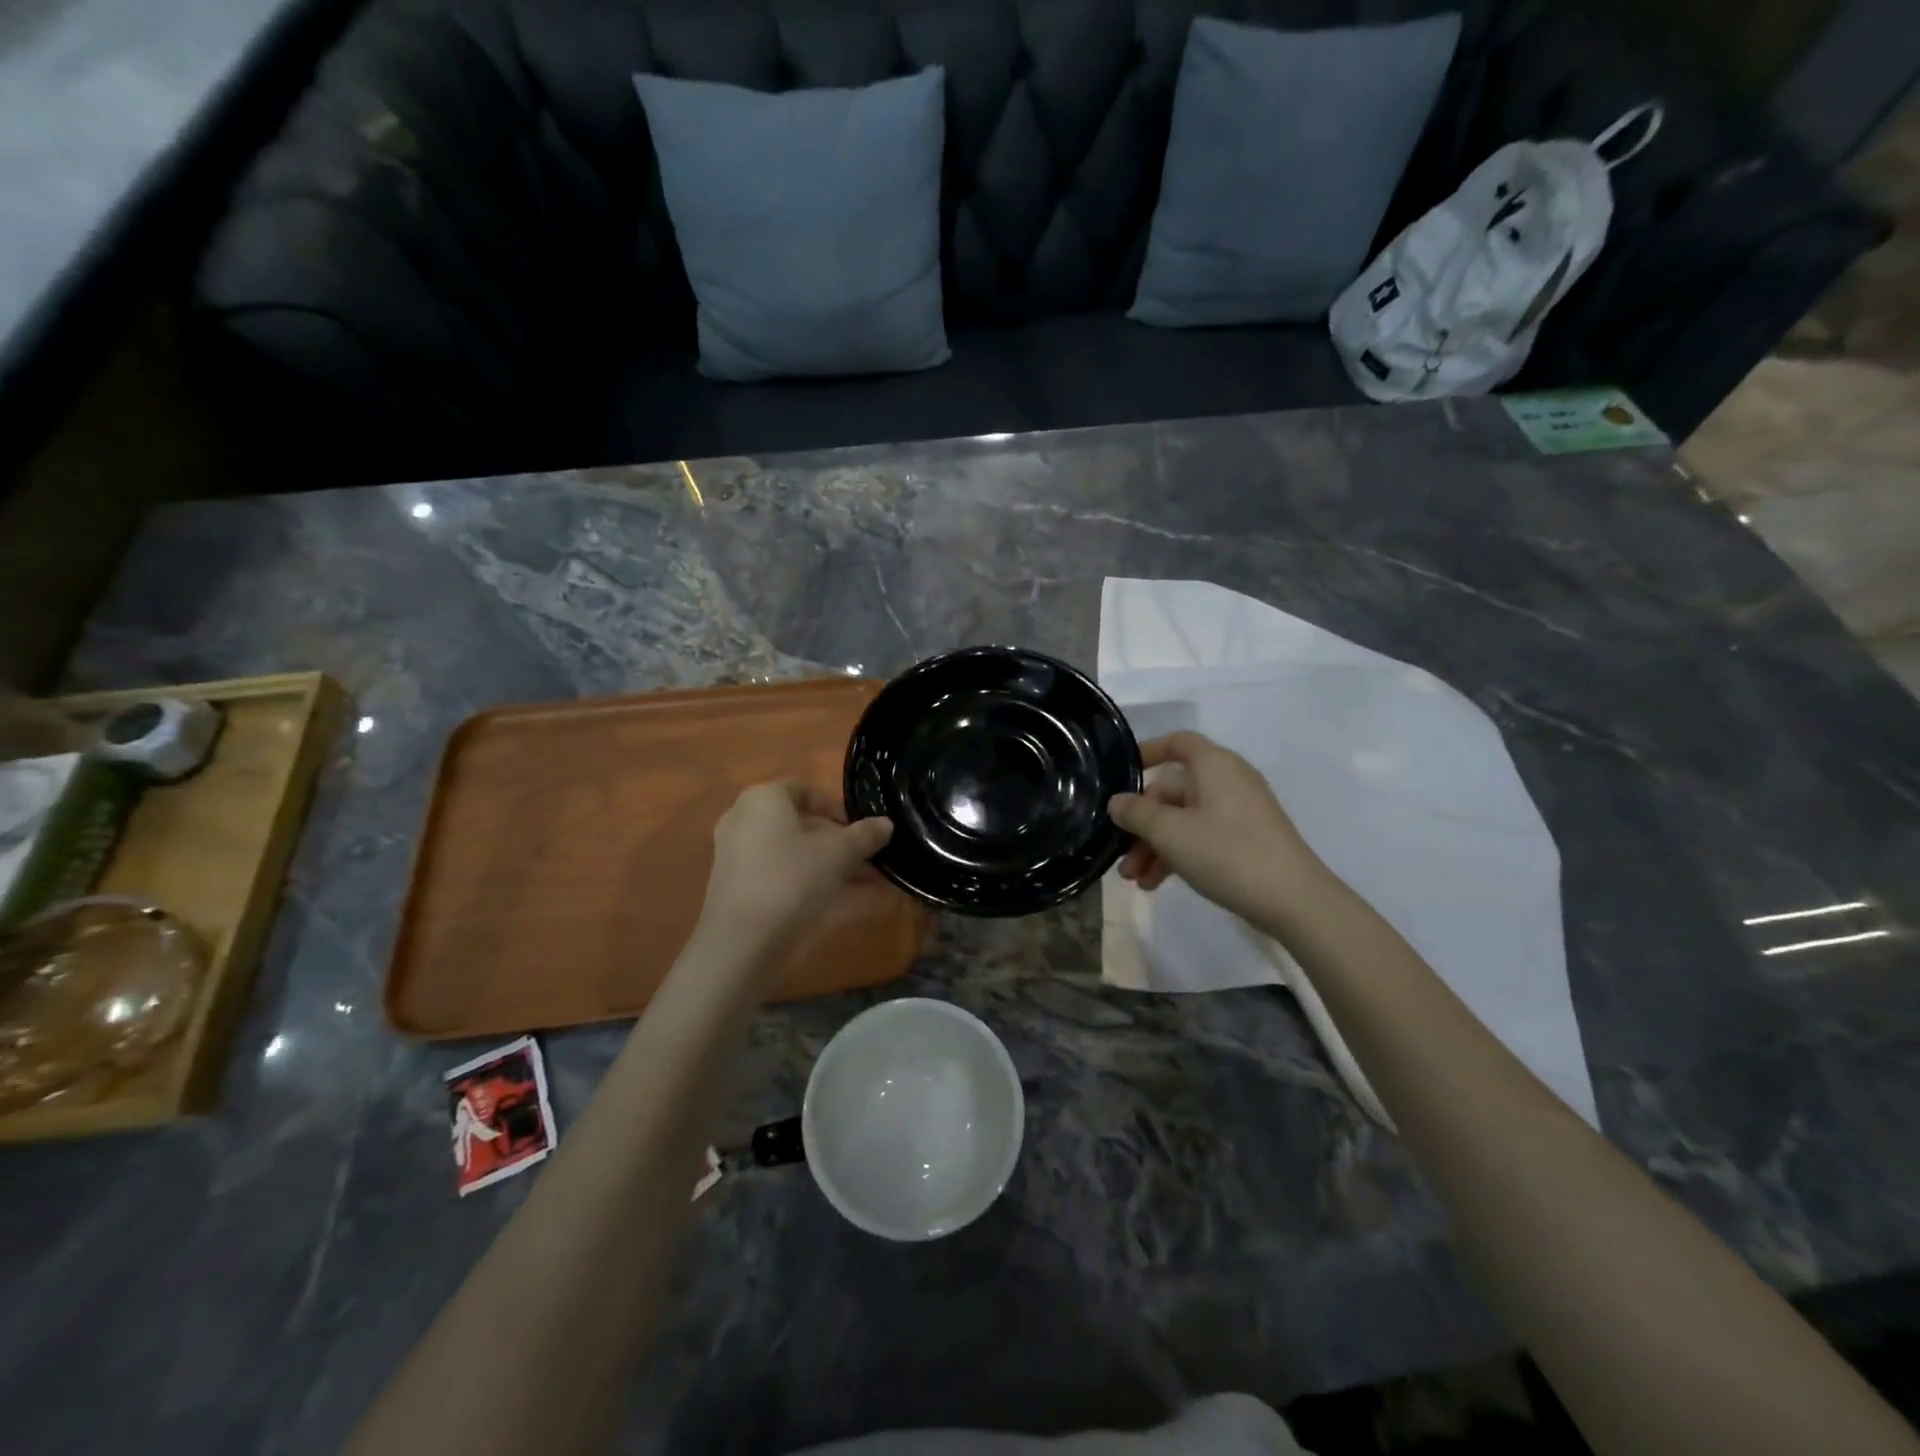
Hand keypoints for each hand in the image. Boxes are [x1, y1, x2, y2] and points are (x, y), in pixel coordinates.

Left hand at [694, 782, 891, 952]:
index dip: (837, 809)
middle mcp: (742, 818)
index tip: (861, 831)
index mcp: (764, 798)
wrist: (741, 942)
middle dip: (836, 842)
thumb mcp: (839, 854)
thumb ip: (865, 835)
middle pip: (799, 824)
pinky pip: (777, 874)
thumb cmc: (791, 879)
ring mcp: (734, 854)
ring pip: (790, 852)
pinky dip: (804, 882)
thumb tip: (886, 823)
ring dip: (825, 865)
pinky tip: (835, 902)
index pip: (806, 791)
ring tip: (861, 885)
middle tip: (865, 860)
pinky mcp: (733, 887)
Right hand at [1109, 731, 1323, 924]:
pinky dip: (1177, 855)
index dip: (1147, 752)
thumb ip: (1136, 813)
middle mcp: (1228, 780)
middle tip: (1120, 853)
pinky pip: (1201, 837)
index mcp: (1214, 765)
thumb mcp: (1170, 832)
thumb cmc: (1227, 852)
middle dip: (1141, 823)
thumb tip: (1117, 802)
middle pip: (1173, 791)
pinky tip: (1156, 884)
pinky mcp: (1247, 840)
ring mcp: (1239, 812)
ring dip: (1154, 846)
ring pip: (1183, 819)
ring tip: (1134, 879)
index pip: (1177, 742)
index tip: (1119, 774)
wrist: (1294, 900)